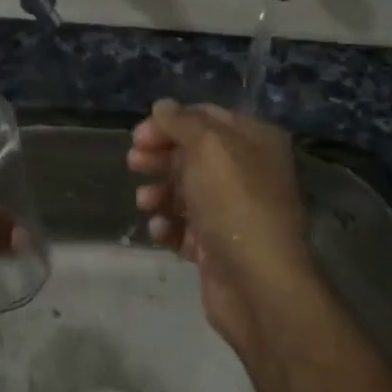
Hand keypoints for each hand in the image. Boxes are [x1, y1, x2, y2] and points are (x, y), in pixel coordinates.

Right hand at [127, 99, 321, 354]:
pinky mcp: (218, 246)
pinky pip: (185, 228)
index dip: (170, 122)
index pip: (206, 117)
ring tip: (145, 203)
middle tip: (133, 163)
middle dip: (159, 157)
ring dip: (159, 193)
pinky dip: (168, 226)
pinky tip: (161, 231)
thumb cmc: (234, 204)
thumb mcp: (207, 147)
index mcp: (254, 142)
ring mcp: (233, 212)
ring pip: (185, 191)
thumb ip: (181, 122)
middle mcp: (247, 172)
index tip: (138, 136)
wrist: (258, 285)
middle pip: (192, 154)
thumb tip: (162, 106)